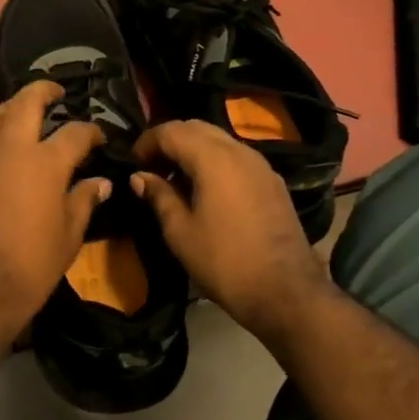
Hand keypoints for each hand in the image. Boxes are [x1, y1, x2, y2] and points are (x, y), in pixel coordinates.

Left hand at [0, 82, 110, 343]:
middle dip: (43, 90)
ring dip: (9, 107)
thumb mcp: (68, 237)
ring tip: (20, 110)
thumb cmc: (30, 267)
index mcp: (46, 163)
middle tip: (55, 92)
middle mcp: (10, 150)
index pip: (75, 133)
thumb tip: (101, 183)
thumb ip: (83, 202)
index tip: (98, 138)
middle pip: (26, 103)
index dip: (90, 131)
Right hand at [131, 120, 334, 345]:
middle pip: (196, 127)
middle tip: (151, 168)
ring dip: (192, 150)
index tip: (132, 163)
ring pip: (219, 140)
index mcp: (213, 158)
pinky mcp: (272, 181)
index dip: (146, 142)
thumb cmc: (224, 262)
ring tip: (175, 180)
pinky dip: (214, 161)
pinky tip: (205, 190)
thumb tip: (139, 176)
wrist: (286, 292)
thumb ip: (158, 196)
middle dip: (169, 140)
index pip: (171, 131)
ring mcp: (260, 165)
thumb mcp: (180, 232)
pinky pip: (236, 157)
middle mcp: (239, 151)